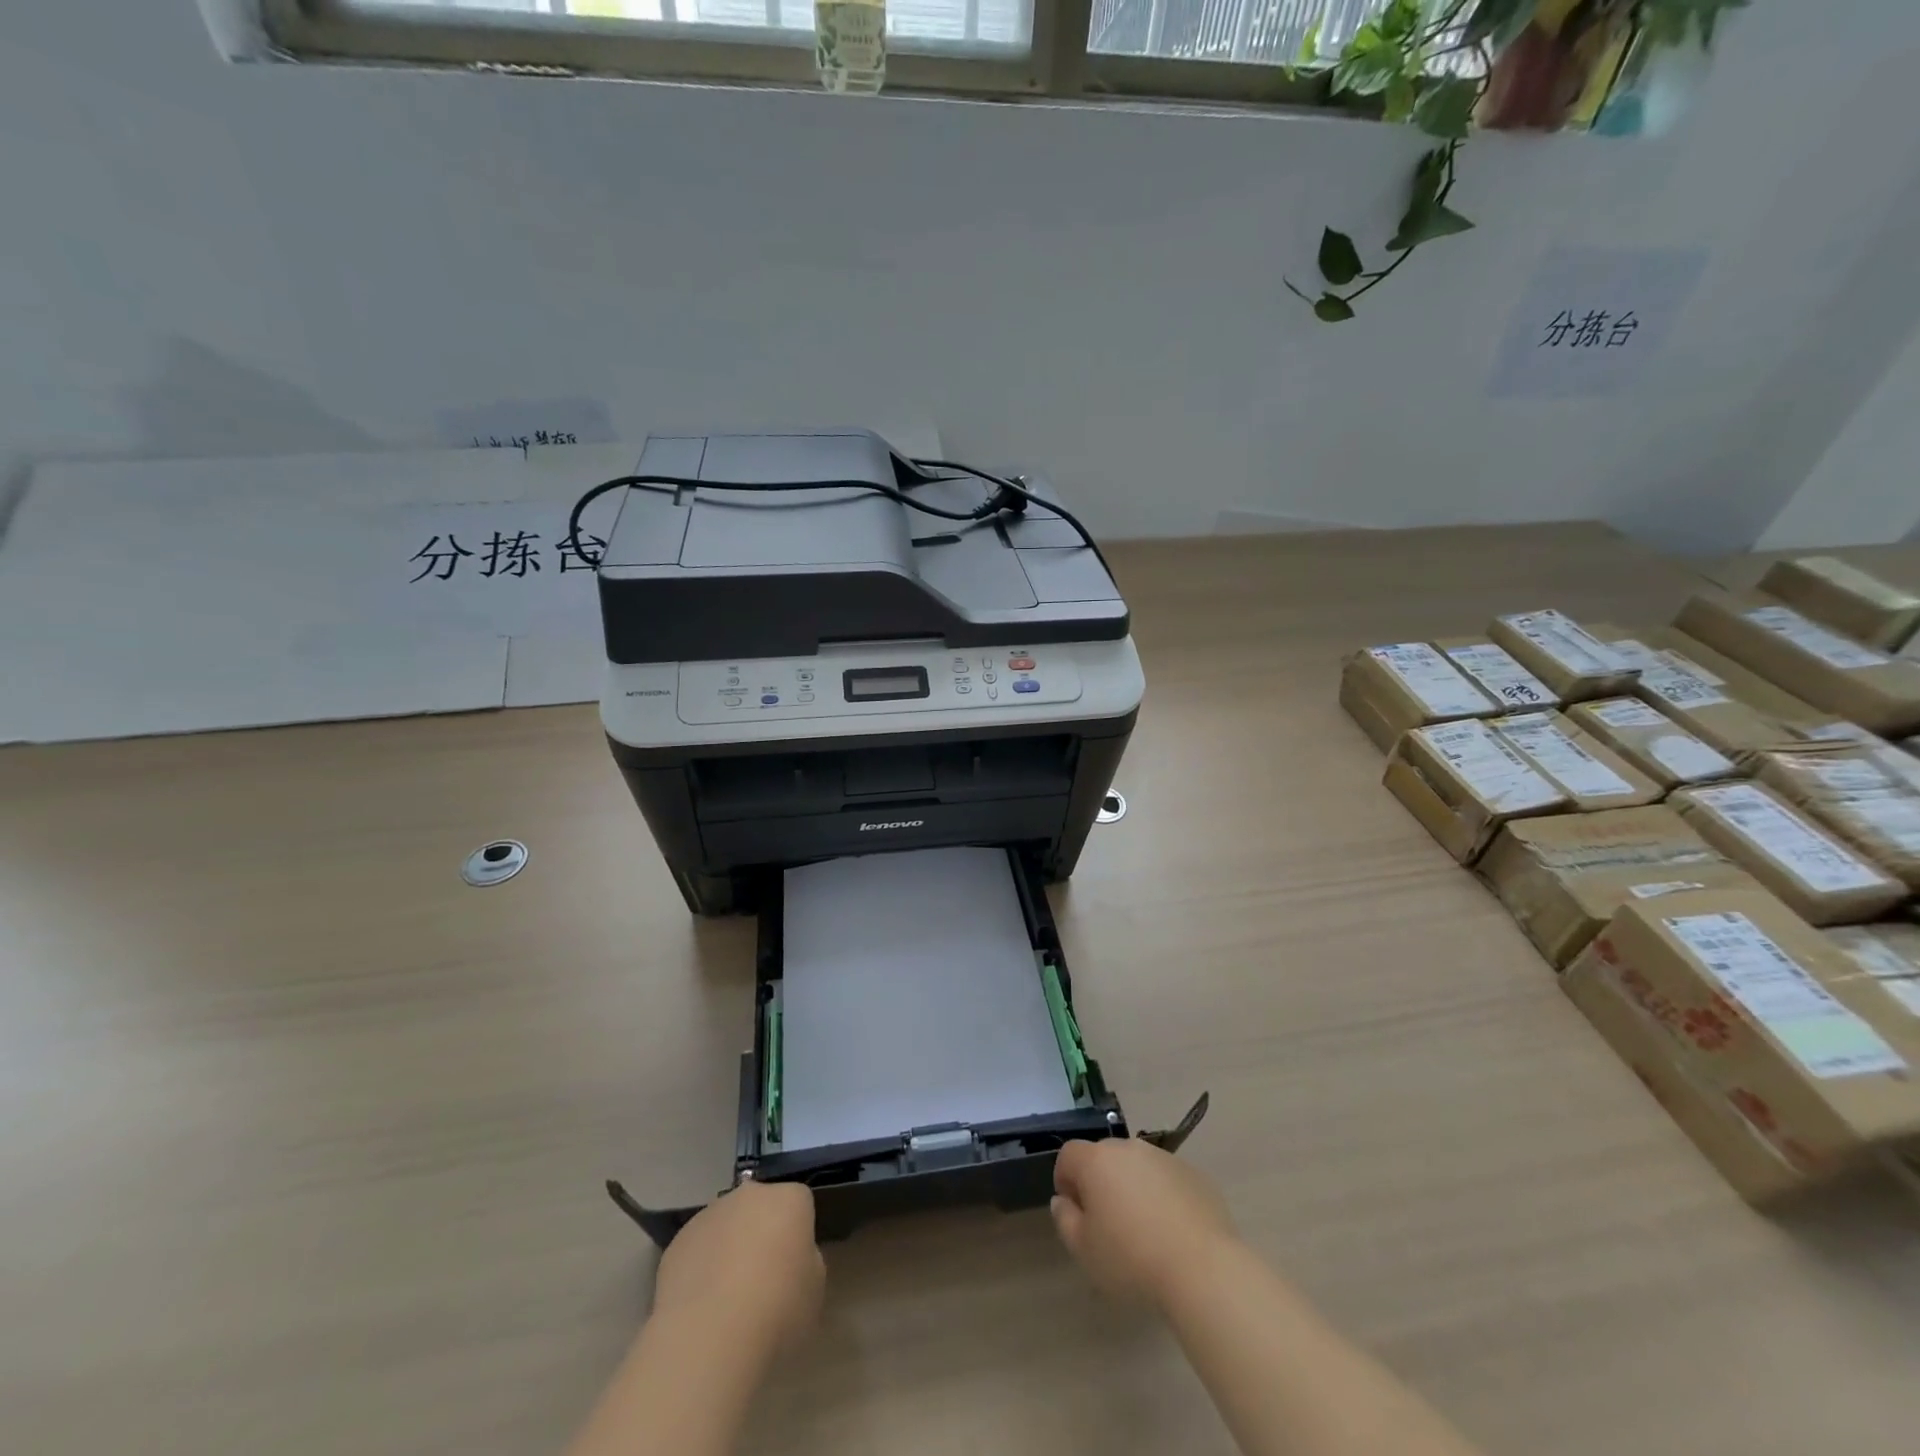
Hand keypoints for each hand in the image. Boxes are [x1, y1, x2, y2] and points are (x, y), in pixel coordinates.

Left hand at [652, 1181, 824, 1353]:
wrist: (709, 1335)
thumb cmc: (776, 1309)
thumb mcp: (814, 1288)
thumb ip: (805, 1262)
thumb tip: (788, 1260)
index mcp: (789, 1199)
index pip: (799, 1204)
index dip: (797, 1235)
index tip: (793, 1267)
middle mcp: (750, 1194)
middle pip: (760, 1208)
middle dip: (761, 1233)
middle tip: (762, 1280)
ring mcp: (710, 1214)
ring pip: (726, 1226)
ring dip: (729, 1249)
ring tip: (726, 1300)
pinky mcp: (678, 1240)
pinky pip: (698, 1249)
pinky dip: (701, 1269)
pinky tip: (701, 1307)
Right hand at [1052, 1137, 1236, 1308]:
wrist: (1203, 1268)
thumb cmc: (1132, 1259)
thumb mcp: (1084, 1250)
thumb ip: (1065, 1220)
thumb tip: (1064, 1201)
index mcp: (1097, 1160)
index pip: (1069, 1155)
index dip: (1065, 1180)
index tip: (1075, 1212)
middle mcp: (1129, 1148)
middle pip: (1104, 1158)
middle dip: (1100, 1183)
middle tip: (1107, 1224)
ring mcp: (1165, 1158)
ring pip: (1137, 1167)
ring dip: (1132, 1188)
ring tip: (1143, 1230)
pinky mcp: (1194, 1174)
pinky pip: (1167, 1180)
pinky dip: (1163, 1196)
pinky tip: (1172, 1232)